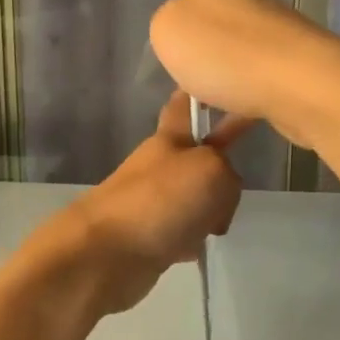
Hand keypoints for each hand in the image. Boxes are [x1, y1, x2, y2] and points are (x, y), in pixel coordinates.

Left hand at [33, 92, 248, 315]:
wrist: (107, 254)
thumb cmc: (161, 200)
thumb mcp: (213, 171)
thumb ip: (229, 174)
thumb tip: (216, 203)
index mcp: (170, 138)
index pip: (185, 104)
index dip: (200, 94)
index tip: (219, 86)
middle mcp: (160, 166)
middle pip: (198, 159)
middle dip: (220, 172)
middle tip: (232, 190)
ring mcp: (152, 202)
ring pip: (194, 198)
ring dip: (209, 211)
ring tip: (214, 224)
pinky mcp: (149, 237)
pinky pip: (182, 233)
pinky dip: (190, 242)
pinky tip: (193, 248)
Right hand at [150, 0, 339, 149]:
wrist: (296, 84)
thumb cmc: (222, 48)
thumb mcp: (168, 31)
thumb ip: (166, 24)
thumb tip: (182, 29)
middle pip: (221, 8)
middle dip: (202, 32)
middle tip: (180, 62)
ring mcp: (273, 35)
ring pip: (236, 49)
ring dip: (218, 71)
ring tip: (195, 102)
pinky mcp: (289, 70)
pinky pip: (251, 85)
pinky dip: (234, 104)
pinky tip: (217, 131)